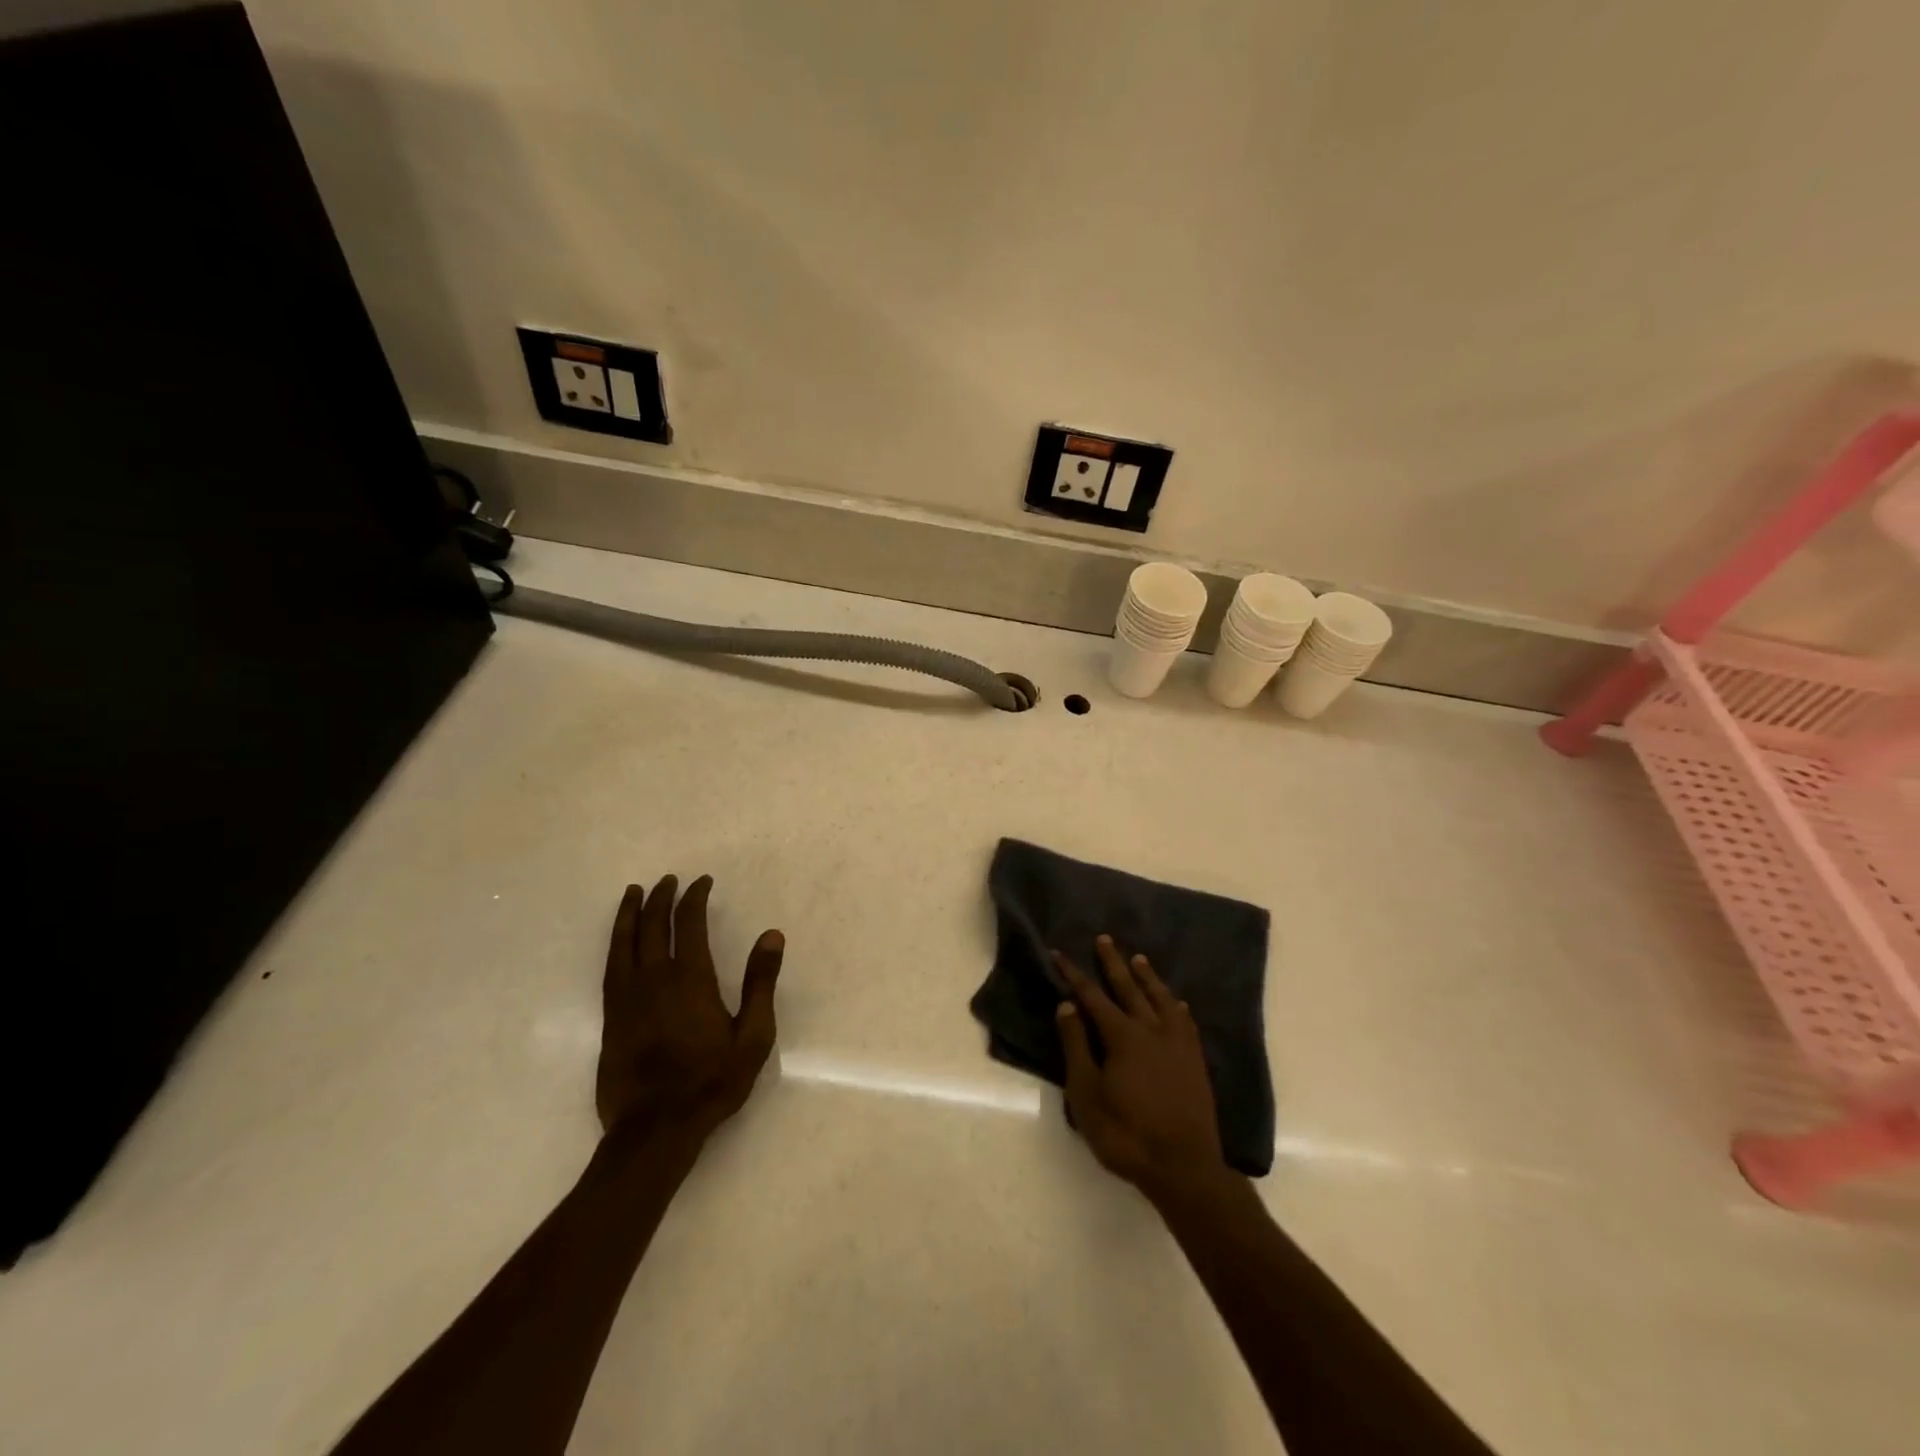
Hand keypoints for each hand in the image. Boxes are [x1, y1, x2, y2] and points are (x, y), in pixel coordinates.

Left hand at [596, 875, 784, 1141]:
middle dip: (662, 898)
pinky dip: (616, 943)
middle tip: (669, 880)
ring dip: (631, 914)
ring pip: (624, 943)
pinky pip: (610, 967)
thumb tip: (772, 935)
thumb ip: (761, 983)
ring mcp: (628, 998)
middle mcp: (655, 979)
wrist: (656, 1128)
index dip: (695, 898)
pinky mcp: (612, 1018)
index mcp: (691, 979)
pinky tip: (620, 940)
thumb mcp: (753, 1035)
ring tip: (634, 893)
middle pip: (654, 926)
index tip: (702, 882)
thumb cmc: (712, 1081)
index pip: (690, 924)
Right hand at [1054, 936, 1225, 1202]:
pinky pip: (1186, 1022)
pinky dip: (1178, 1007)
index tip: (1059, 953)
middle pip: (1129, 988)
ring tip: (1138, 959)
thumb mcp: (1087, 1094)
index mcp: (1123, 1036)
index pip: (1092, 997)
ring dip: (1148, 977)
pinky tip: (1178, 1003)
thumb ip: (1076, 1046)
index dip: (1074, 975)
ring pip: (1161, 999)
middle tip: (1104, 939)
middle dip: (1113, 963)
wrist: (1184, 1167)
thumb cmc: (1125, 1134)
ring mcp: (1178, 1044)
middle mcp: (1152, 1030)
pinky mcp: (1196, 1061)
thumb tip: (1067, 1006)